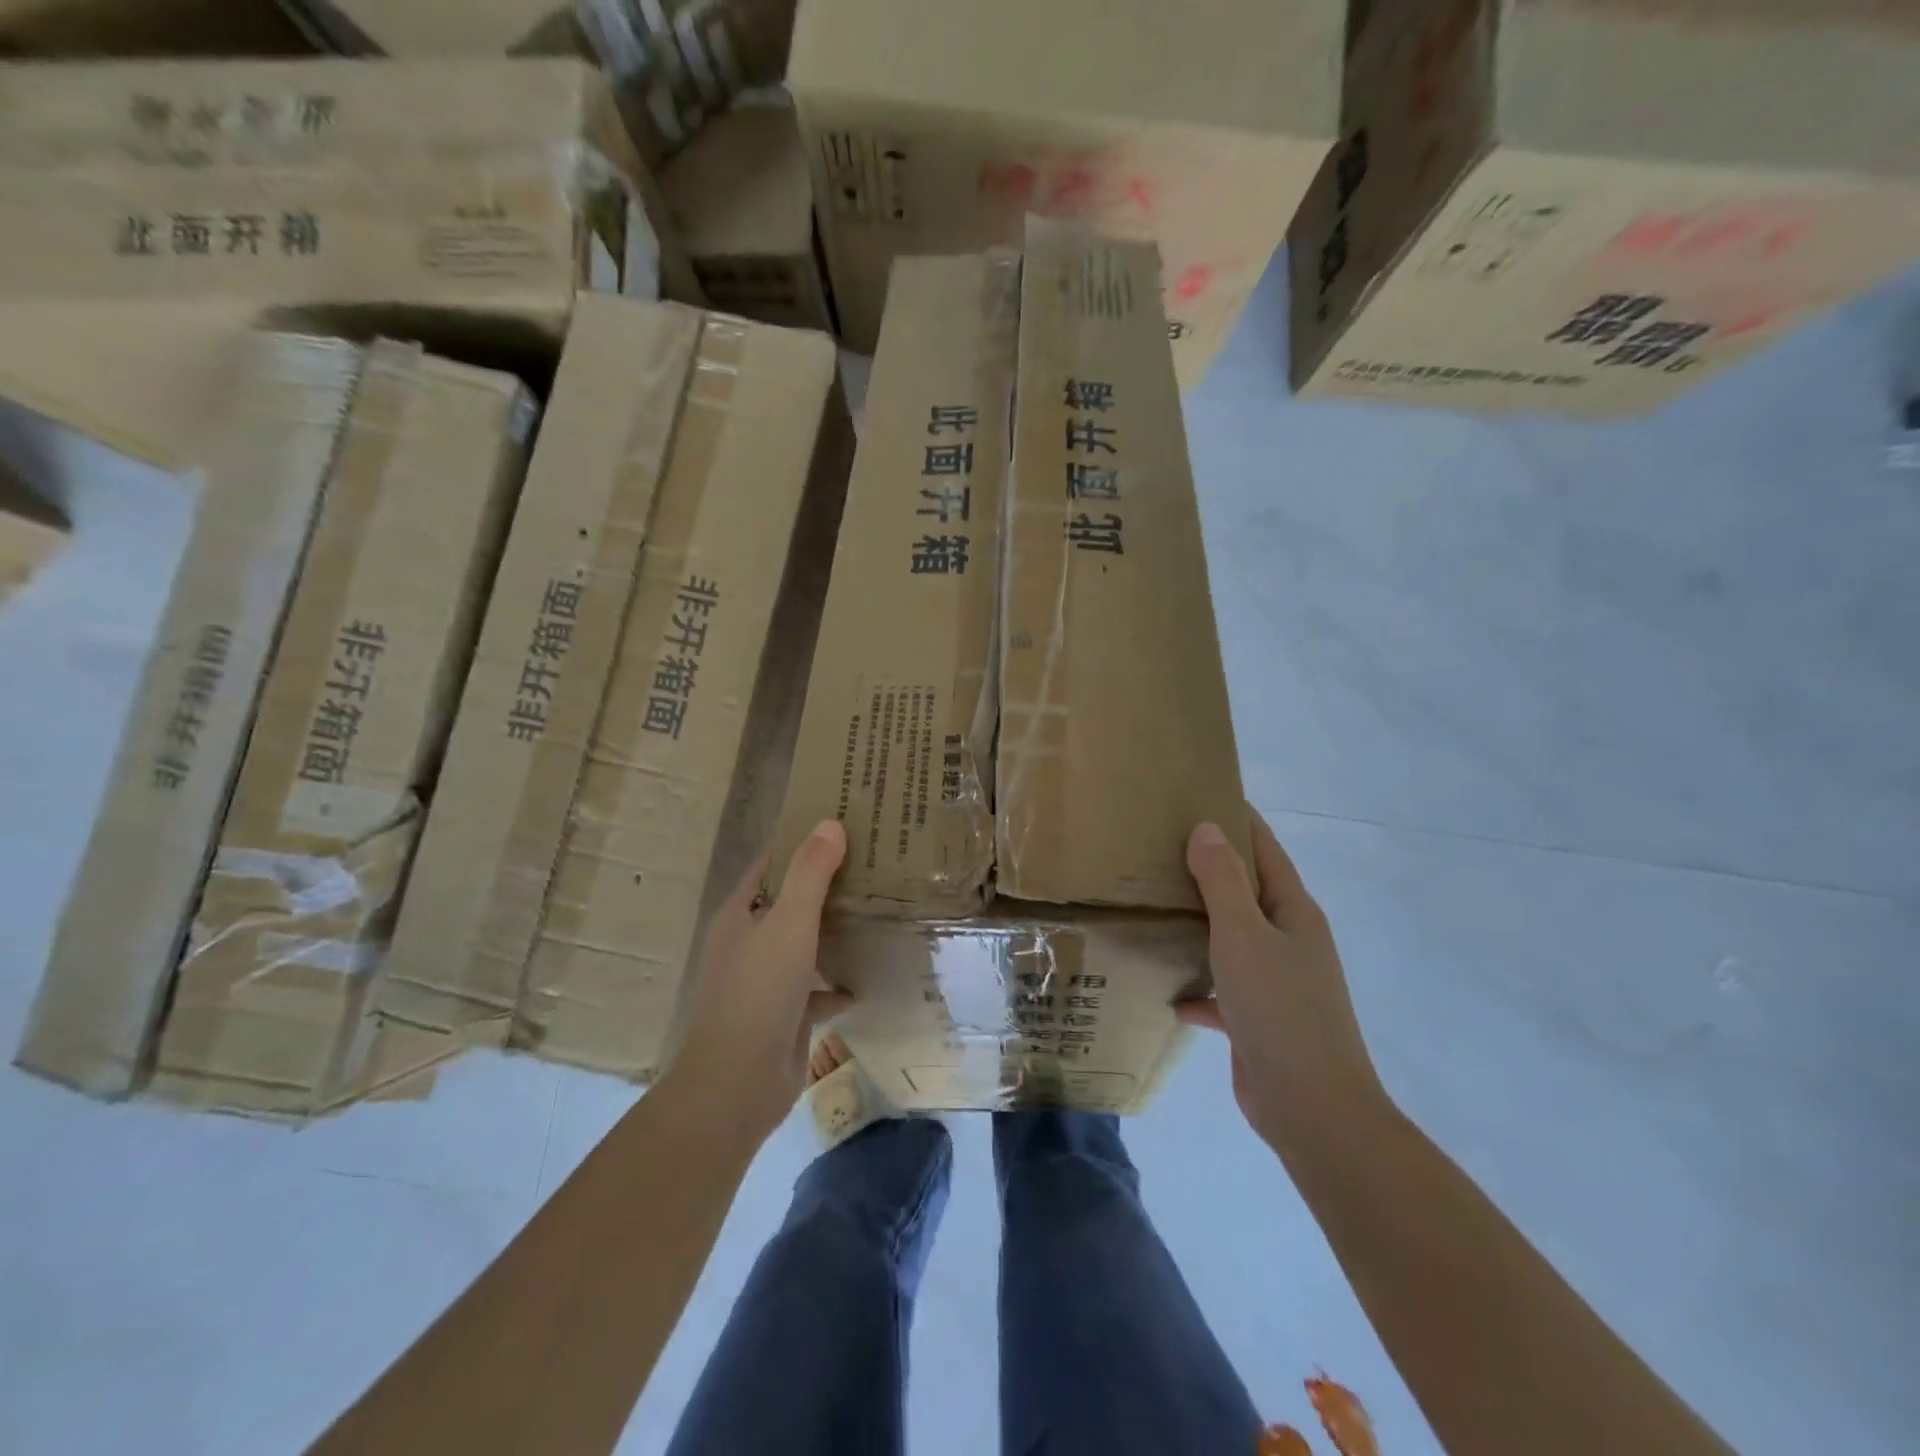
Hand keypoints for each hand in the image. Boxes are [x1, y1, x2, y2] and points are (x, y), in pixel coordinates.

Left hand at [668, 821, 851, 1140]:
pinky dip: (838, 982)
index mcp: (742, 913)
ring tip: (880, 909)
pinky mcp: (785, 1013)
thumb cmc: (758, 993)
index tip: (843, 821)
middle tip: (875, 861)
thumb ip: (810, 874)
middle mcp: (750, 940)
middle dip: (828, 882)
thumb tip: (829, 823)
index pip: (773, 862)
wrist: (737, 1084)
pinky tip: (868, 976)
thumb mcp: (788, 923)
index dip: (803, 839)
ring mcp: (766, 979)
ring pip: (806, 942)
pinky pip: (817, 988)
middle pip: (793, 899)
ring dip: (836, 930)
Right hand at [1181, 811, 1392, 1157]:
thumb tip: (1207, 827)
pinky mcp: (1257, 1019)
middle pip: (1245, 891)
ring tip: (1153, 904)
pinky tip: (1166, 989)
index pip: (1264, 849)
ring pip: (1231, 939)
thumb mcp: (1244, 936)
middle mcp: (1288, 940)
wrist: (1312, 1109)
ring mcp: (1275, 982)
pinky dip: (1198, 986)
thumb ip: (1223, 881)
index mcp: (1292, 912)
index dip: (1237, 819)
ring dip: (1199, 924)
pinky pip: (1221, 989)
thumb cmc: (1280, 1009)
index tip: (1198, 795)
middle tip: (1157, 846)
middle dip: (1208, 868)